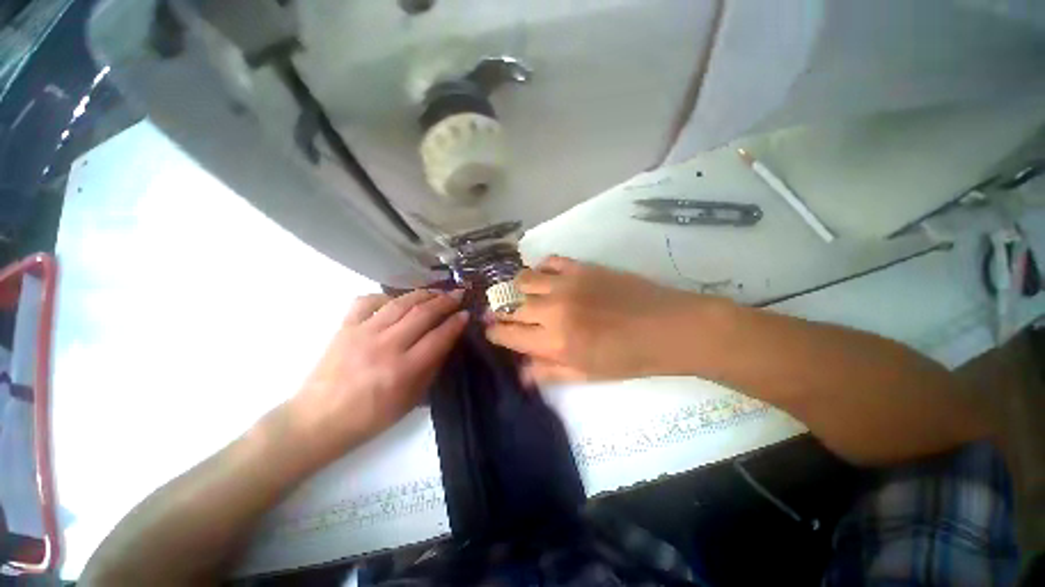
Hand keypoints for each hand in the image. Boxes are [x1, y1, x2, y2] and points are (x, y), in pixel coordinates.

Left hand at [285, 290, 467, 462]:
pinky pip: (367, 301)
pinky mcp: (345, 327)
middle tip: (458, 294)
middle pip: (422, 314)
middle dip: (445, 301)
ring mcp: (363, 333)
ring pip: (400, 303)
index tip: (467, 314)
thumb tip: (447, 341)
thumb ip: (431, 368)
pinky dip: (385, 296)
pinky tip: (396, 299)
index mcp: (403, 370)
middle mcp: (385, 346)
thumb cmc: (370, 417)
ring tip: (437, 291)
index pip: (438, 337)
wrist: (318, 420)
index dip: (456, 323)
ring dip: (423, 294)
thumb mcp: (410, 400)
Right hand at [486, 256, 729, 384]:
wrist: (667, 327)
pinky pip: (549, 261)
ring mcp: (566, 284)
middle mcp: (553, 310)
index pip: (509, 335)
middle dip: (500, 312)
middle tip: (501, 314)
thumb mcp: (587, 375)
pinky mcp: (581, 267)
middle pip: (511, 306)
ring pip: (524, 279)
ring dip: (517, 288)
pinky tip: (545, 277)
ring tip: (521, 294)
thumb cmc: (628, 358)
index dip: (495, 333)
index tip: (491, 331)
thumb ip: (550, 372)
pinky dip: (540, 269)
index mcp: (554, 342)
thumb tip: (521, 373)